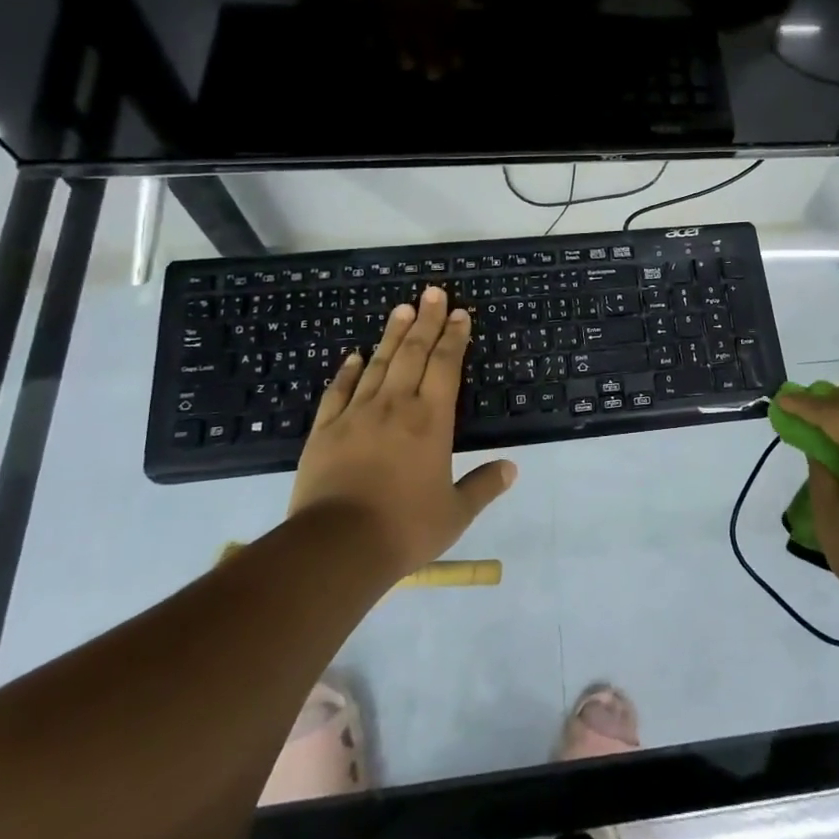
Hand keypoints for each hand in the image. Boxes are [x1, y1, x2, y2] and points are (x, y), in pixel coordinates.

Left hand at [289, 287, 514, 579]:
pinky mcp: (325, 430)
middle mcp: (395, 407)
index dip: (454, 338)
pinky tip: (353, 355)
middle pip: (413, 353)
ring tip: (401, 308)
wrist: (336, 547)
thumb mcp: (455, 513)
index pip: (446, 366)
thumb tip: (512, 468)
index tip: (460, 313)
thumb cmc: (404, 528)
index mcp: (431, 421)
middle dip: (426, 320)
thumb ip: (484, 486)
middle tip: (433, 292)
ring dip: (392, 334)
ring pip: (378, 364)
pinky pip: (338, 391)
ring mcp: (356, 415)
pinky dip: (347, 371)